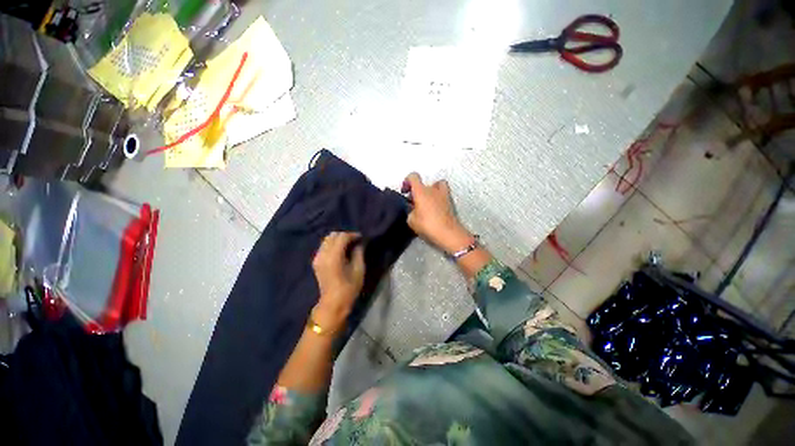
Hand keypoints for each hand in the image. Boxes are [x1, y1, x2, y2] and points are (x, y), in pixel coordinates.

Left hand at [311, 232, 365, 333]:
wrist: (333, 303)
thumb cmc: (349, 288)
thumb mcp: (359, 269)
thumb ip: (359, 252)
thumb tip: (359, 243)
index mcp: (333, 256)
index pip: (342, 237)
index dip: (352, 235)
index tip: (361, 237)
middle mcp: (323, 254)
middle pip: (333, 235)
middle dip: (345, 235)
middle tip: (355, 240)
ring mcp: (317, 257)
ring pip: (327, 239)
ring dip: (338, 239)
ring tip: (348, 245)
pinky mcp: (316, 261)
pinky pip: (324, 246)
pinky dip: (332, 244)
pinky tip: (340, 250)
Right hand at [402, 173, 473, 253]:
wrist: (449, 234)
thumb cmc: (428, 225)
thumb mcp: (411, 221)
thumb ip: (410, 211)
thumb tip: (413, 209)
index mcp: (421, 191)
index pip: (413, 176)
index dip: (407, 181)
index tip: (405, 191)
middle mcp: (433, 189)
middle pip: (424, 184)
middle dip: (418, 191)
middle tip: (415, 203)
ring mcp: (444, 194)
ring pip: (436, 186)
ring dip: (430, 191)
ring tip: (427, 203)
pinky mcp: (450, 202)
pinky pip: (443, 194)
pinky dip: (438, 198)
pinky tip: (435, 209)